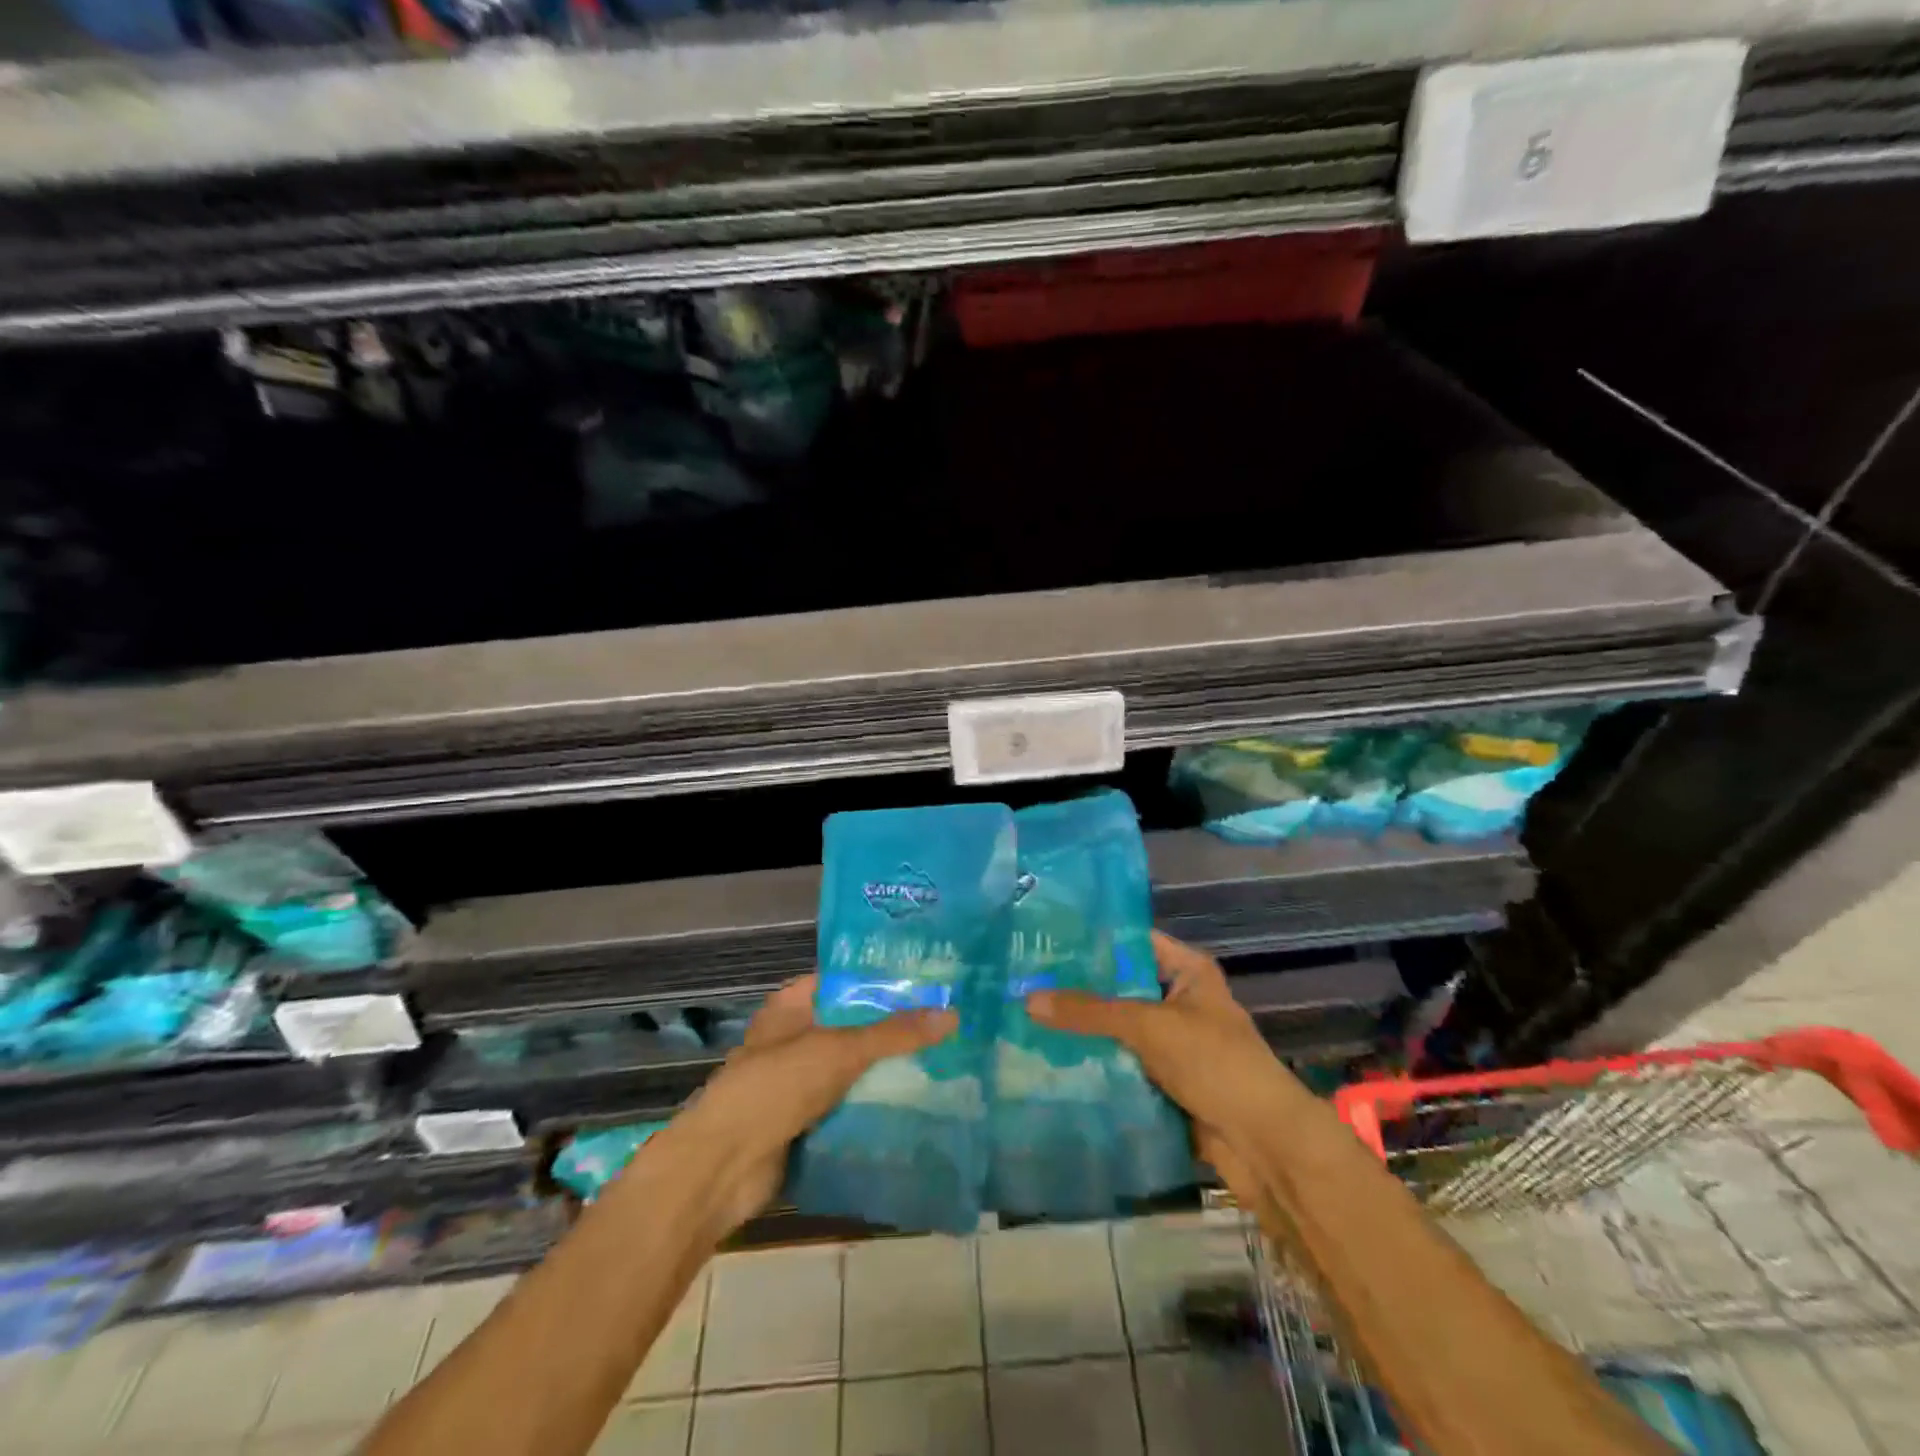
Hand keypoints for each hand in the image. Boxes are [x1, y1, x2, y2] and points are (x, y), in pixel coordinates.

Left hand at [673, 975, 956, 1231]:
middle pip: (851, 1025)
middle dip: (890, 1028)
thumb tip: (952, 1014)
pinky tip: (913, 1104)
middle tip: (943, 1022)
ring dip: (884, 1070)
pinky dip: (871, 1105)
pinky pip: (845, 1104)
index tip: (926, 981)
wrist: (724, 1166)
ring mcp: (796, 1081)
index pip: (843, 980)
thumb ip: (895, 1033)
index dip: (881, 979)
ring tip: (940, 1060)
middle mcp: (793, 1037)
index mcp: (792, 1006)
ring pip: (850, 1068)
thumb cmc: (777, 1086)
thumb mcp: (840, 1049)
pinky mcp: (802, 1121)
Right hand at [1027, 931, 1291, 1203]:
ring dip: (1085, 1031)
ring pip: (1119, 1029)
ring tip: (1028, 1017)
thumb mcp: (1148, 1026)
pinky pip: (1124, 1065)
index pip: (1134, 941)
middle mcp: (1180, 1001)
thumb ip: (1089, 1012)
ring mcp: (1174, 1043)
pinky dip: (1097, 1065)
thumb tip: (1029, 998)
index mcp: (1188, 971)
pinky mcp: (1167, 1081)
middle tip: (1026, 979)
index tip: (1047, 937)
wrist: (1263, 1144)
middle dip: (1080, 989)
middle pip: (1122, 987)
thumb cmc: (1214, 1063)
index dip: (1094, 939)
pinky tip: (1053, 1060)